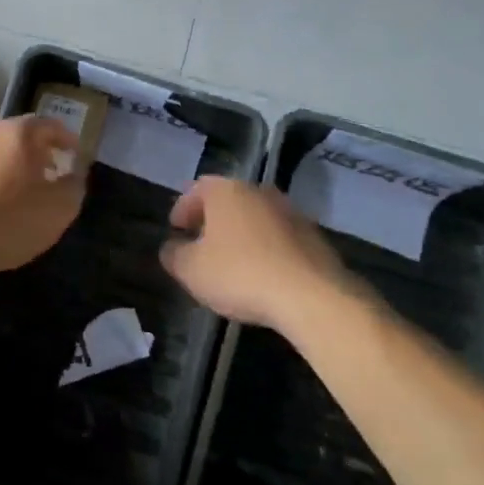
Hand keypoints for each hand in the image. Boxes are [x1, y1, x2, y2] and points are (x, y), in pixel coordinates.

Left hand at [0, 115, 85, 283]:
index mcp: (20, 132)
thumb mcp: (58, 209)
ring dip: (8, 168)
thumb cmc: (8, 219)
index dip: (67, 140)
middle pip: (19, 137)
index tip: (75, 156)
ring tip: (18, 193)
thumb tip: (74, 173)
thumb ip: (74, 186)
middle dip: (36, 153)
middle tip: (49, 174)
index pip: (51, 126)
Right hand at [159, 178, 359, 332]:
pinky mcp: (313, 235)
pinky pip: (278, 236)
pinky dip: (265, 247)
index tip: (176, 229)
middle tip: (200, 243)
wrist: (311, 295)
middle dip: (212, 219)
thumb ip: (174, 255)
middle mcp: (259, 191)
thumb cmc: (240, 274)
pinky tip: (262, 272)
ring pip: (255, 216)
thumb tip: (170, 247)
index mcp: (227, 190)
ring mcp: (290, 211)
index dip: (182, 208)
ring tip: (231, 260)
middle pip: (228, 199)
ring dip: (241, 233)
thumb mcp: (192, 270)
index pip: (196, 189)